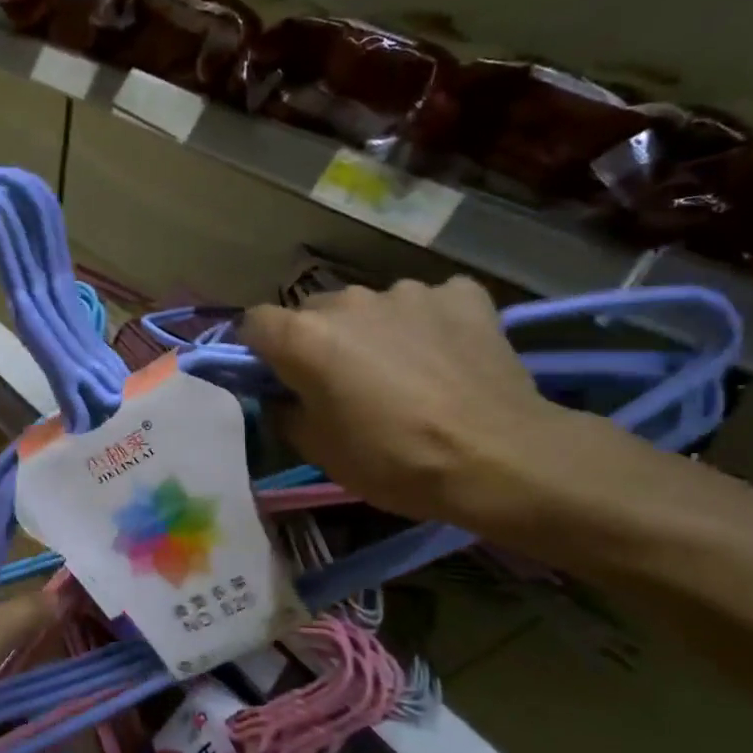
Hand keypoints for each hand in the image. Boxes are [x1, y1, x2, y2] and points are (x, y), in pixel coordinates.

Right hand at [239, 278, 570, 530]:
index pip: (255, 323)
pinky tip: (446, 357)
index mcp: (304, 337)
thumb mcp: (318, 451)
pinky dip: (428, 325)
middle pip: (314, 312)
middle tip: (343, 384)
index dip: (259, 350)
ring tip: (404, 372)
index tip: (275, 377)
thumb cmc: (393, 460)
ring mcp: (408, 292)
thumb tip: (281, 396)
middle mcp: (349, 301)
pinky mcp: (461, 294)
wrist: (498, 458)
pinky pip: (428, 304)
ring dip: (374, 332)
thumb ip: (285, 412)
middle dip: (319, 341)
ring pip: (372, 307)